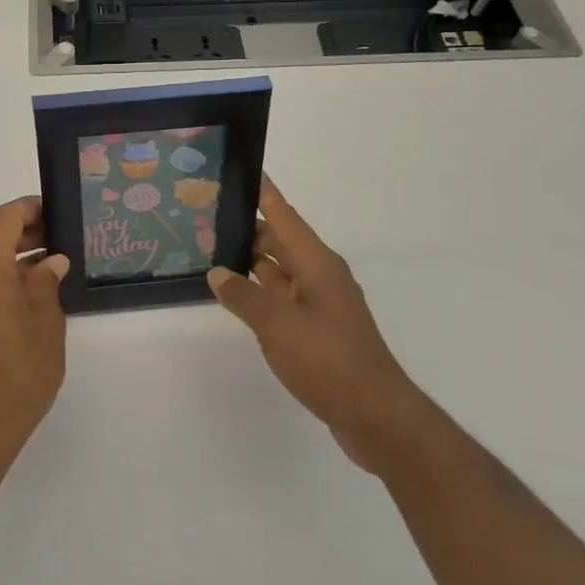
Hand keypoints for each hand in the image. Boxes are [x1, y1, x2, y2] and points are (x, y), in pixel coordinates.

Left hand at [0, 196, 68, 449]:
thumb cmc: (20, 366)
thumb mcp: (46, 319)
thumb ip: (47, 281)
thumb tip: (52, 261)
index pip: (7, 217)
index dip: (33, 208)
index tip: (58, 210)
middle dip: (28, 233)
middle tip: (63, 237)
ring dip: (18, 257)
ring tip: (55, 263)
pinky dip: (5, 277)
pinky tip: (35, 290)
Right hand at [208, 177, 415, 470]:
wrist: (376, 416)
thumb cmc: (328, 360)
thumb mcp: (277, 325)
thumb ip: (243, 296)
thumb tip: (217, 273)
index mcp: (316, 263)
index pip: (283, 215)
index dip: (262, 192)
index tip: (241, 168)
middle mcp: (320, 275)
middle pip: (280, 239)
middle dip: (248, 225)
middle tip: (208, 213)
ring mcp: (320, 303)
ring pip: (279, 269)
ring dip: (251, 259)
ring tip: (212, 248)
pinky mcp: (317, 329)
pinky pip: (282, 296)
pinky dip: (259, 290)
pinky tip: (236, 294)